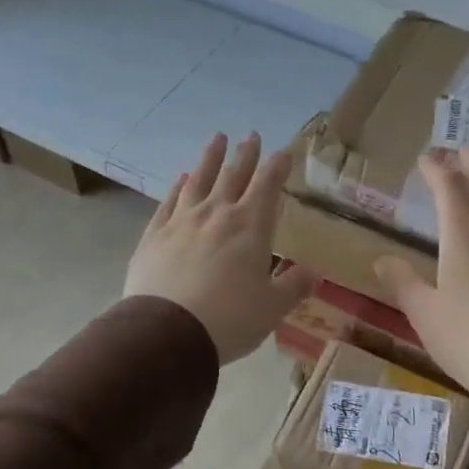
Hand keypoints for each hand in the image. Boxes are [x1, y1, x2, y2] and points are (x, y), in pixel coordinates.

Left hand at [125, 132, 315, 363]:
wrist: (167, 333)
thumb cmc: (229, 319)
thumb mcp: (272, 308)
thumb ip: (294, 286)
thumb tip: (314, 272)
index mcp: (250, 227)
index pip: (267, 186)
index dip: (277, 167)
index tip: (284, 152)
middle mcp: (216, 214)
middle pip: (233, 176)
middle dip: (245, 155)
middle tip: (251, 135)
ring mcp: (181, 222)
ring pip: (199, 180)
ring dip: (210, 158)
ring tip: (217, 139)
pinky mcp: (154, 236)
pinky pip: (169, 203)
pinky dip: (178, 187)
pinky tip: (181, 179)